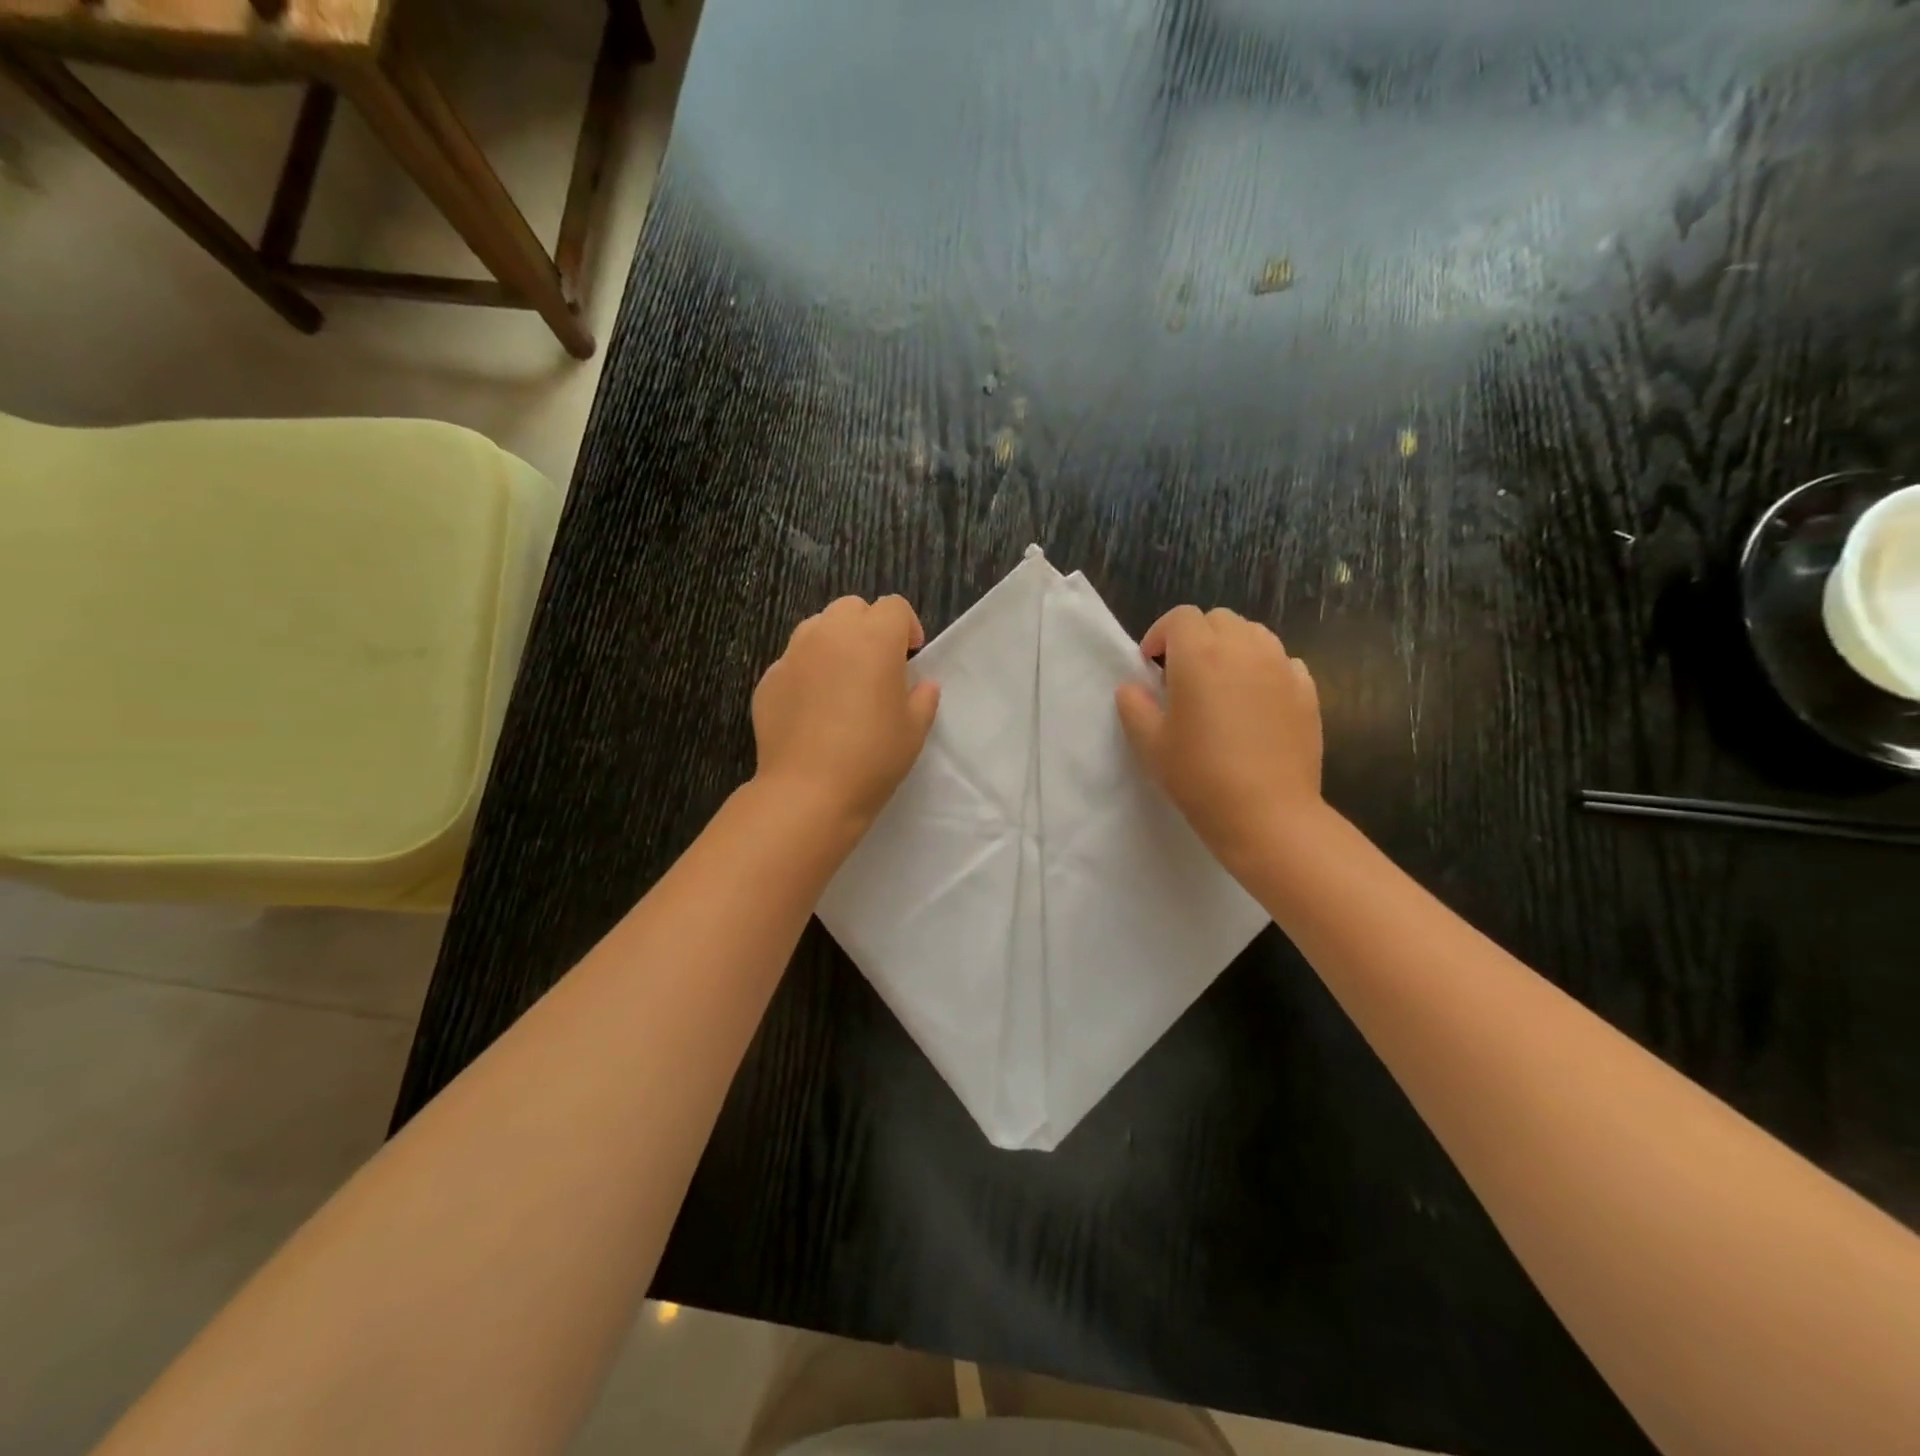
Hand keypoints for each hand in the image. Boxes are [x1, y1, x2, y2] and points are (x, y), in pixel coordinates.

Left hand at [751, 595, 940, 829]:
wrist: (808, 791)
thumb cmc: (872, 758)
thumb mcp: (914, 730)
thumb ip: (923, 698)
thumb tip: (922, 685)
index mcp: (874, 639)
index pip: (894, 607)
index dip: (907, 626)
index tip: (911, 655)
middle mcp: (830, 635)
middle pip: (852, 608)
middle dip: (869, 626)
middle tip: (877, 664)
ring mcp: (793, 655)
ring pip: (817, 627)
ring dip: (835, 642)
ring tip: (843, 680)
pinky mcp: (769, 679)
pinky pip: (793, 661)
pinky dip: (807, 671)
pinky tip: (813, 708)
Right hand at [1115, 606, 1322, 868]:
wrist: (1267, 814)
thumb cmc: (1199, 777)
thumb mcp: (1149, 744)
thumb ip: (1134, 706)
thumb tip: (1134, 688)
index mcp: (1200, 655)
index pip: (1180, 618)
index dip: (1161, 636)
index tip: (1152, 668)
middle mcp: (1244, 648)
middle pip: (1219, 620)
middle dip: (1196, 638)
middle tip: (1183, 676)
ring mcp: (1282, 667)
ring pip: (1254, 634)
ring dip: (1232, 648)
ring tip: (1221, 685)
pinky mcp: (1307, 691)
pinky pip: (1282, 662)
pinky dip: (1264, 669)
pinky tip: (1255, 703)